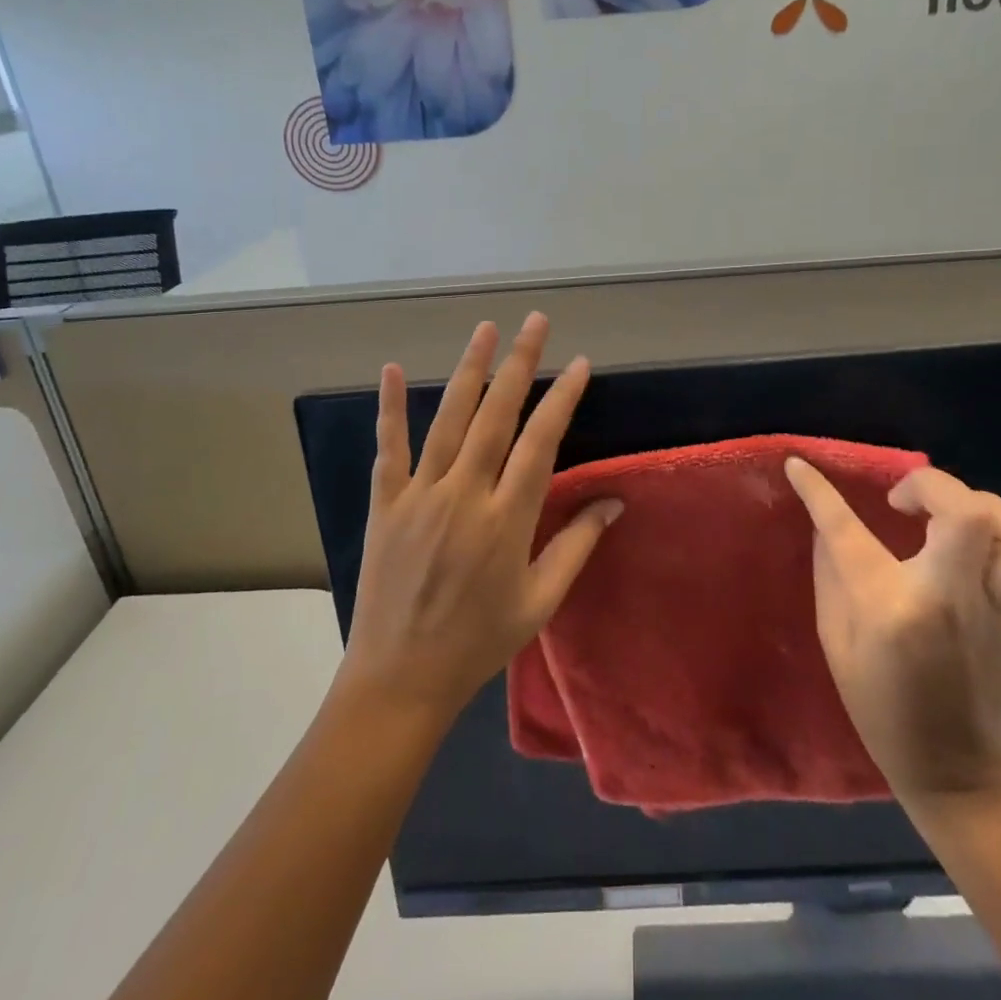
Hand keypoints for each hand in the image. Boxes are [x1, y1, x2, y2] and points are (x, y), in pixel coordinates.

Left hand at [338, 315, 621, 725]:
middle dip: (520, 364)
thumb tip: (615, 501)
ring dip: (469, 370)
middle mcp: (465, 495)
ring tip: (486, 329)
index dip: (562, 398)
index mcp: (507, 519)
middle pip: (496, 416)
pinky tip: (391, 368)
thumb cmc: (479, 641)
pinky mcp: (385, 504)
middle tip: (536, 322)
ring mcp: (420, 496)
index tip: (579, 364)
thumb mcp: (540, 601)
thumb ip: (577, 545)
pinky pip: (389, 448)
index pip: (541, 442)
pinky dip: (389, 407)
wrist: (401, 677)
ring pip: (448, 419)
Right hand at [785, 460, 1000, 802]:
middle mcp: (950, 598)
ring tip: (954, 517)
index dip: (818, 492)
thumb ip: (830, 571)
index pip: (847, 529)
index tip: (799, 466)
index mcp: (890, 606)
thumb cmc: (877, 702)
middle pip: (967, 514)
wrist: (949, 766)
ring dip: (985, 508)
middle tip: (904, 501)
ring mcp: (997, 609)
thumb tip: (825, 519)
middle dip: (932, 486)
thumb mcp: (835, 638)